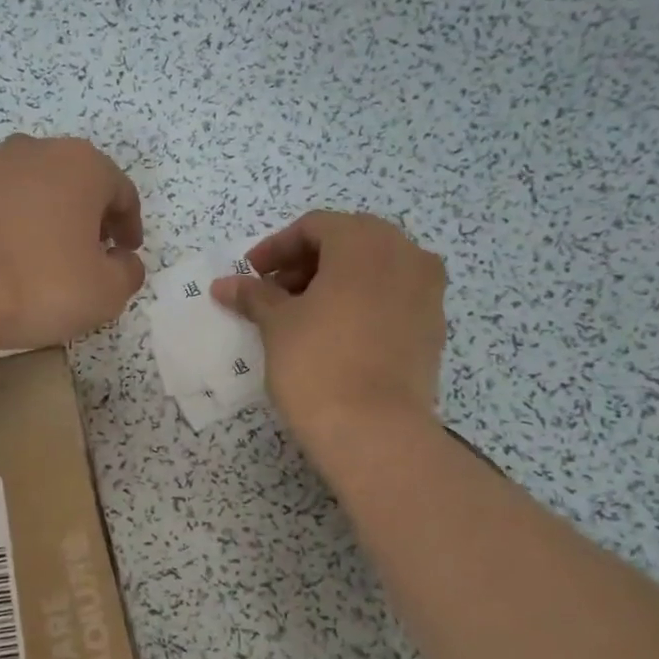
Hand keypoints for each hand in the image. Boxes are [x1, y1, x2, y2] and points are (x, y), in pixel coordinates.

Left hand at [0, 133, 145, 351]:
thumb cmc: (40, 283)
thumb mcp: (106, 292)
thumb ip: (128, 274)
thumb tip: (124, 263)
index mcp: (82, 165)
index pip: (121, 192)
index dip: (130, 226)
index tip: (126, 255)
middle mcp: (36, 152)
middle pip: (76, 184)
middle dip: (88, 219)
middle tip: (91, 257)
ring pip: (34, 193)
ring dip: (47, 221)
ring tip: (45, 263)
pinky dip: (10, 229)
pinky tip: (5, 264)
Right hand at [211, 211, 446, 442]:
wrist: (375, 431)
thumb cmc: (318, 364)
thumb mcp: (277, 325)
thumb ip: (254, 296)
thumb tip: (224, 284)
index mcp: (365, 242)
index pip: (315, 227)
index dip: (276, 248)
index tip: (251, 275)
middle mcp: (406, 254)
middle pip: (348, 242)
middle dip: (306, 263)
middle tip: (273, 292)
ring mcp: (427, 291)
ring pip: (374, 269)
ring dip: (334, 282)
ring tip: (301, 314)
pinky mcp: (433, 327)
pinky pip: (392, 298)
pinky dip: (361, 303)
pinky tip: (335, 333)